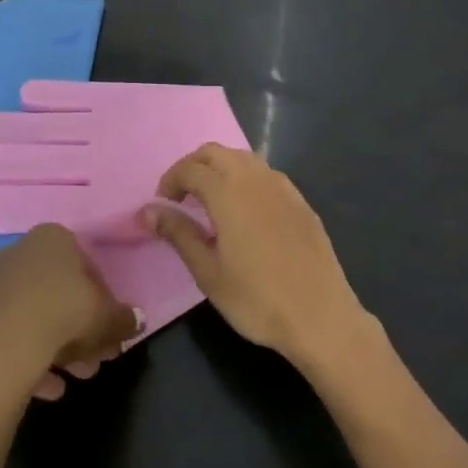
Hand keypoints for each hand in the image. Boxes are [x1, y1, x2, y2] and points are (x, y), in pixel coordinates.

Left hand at [0, 225, 142, 400]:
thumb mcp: (108, 319)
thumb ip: (124, 318)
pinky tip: (38, 388)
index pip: (85, 265)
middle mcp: (14, 253)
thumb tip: (136, 321)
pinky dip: (17, 359)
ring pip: (25, 316)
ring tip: (66, 383)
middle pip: (53, 292)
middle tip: (91, 362)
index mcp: (51, 240)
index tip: (107, 329)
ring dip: (49, 348)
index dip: (101, 300)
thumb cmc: (61, 317)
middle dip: (76, 330)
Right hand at [146, 145, 369, 369]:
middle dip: (193, 165)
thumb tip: (147, 210)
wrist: (319, 314)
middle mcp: (256, 178)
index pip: (191, 168)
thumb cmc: (256, 298)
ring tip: (210, 201)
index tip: (162, 203)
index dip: (171, 180)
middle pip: (217, 152)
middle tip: (181, 196)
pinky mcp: (301, 201)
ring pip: (244, 158)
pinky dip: (245, 178)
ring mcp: (283, 186)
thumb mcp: (208, 271)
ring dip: (220, 168)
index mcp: (229, 191)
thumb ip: (178, 233)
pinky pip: (266, 174)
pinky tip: (245, 210)